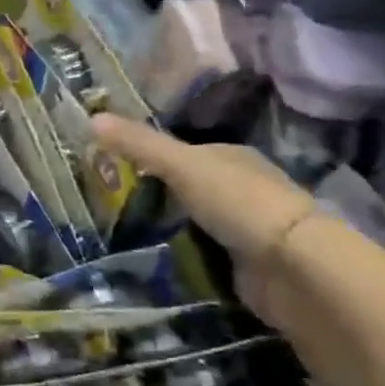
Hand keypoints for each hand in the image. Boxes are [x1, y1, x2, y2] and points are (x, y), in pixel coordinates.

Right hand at [91, 115, 315, 322]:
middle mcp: (240, 188)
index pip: (183, 151)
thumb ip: (139, 144)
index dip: (148, 154)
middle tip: (106, 202)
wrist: (292, 268)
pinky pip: (199, 252)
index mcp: (232, 157)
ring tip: (117, 231)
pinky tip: (150, 258)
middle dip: (154, 194)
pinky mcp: (241, 263)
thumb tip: (92, 117)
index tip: (111, 165)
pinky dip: (178, 255)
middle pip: (187, 186)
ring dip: (164, 227)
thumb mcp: (182, 165)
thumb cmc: (238, 203)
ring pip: (191, 221)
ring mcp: (243, 227)